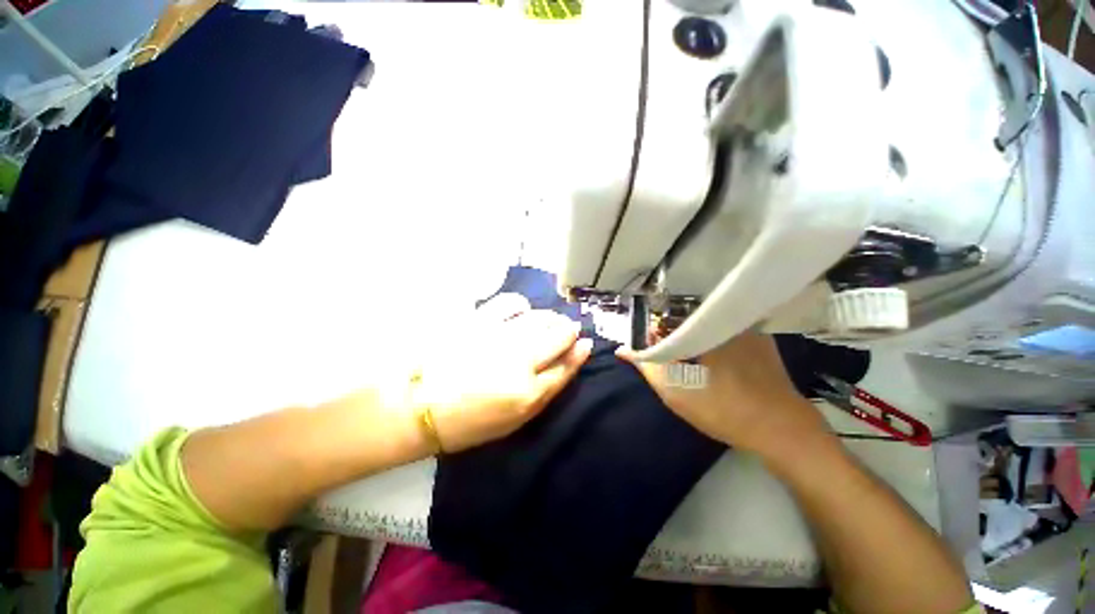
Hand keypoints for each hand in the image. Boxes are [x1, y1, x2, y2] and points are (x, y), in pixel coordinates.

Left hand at [414, 294, 592, 452]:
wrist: (417, 406)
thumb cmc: (470, 421)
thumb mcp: (516, 419)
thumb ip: (548, 388)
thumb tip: (576, 353)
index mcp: (527, 392)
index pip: (567, 364)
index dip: (578, 352)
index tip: (583, 343)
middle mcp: (519, 359)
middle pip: (560, 334)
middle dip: (567, 331)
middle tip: (561, 333)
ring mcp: (499, 336)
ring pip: (541, 317)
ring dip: (549, 319)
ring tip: (542, 324)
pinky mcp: (478, 320)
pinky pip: (512, 302)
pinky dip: (521, 306)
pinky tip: (519, 313)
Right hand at [617, 332, 829, 454]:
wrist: (783, 431)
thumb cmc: (724, 409)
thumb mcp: (675, 391)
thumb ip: (647, 366)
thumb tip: (623, 349)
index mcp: (705, 328)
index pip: (667, 318)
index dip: (654, 331)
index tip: (650, 346)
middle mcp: (725, 321)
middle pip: (688, 320)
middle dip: (673, 335)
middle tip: (671, 358)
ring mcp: (747, 330)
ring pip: (708, 327)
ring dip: (694, 339)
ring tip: (691, 363)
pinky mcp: (762, 342)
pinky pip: (728, 333)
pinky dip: (715, 342)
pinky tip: (718, 365)